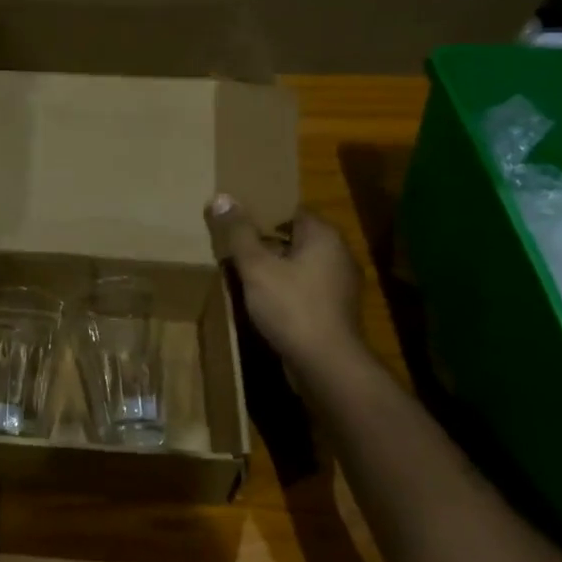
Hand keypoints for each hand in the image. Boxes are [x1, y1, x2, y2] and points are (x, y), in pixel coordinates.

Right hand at [205, 194, 366, 371]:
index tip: (235, 217)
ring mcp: (339, 284)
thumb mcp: (256, 267)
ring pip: (298, 264)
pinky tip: (260, 298)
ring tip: (240, 270)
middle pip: (294, 236)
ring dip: (273, 266)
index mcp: (324, 236)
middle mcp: (338, 254)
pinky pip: (303, 287)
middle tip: (231, 243)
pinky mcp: (334, 309)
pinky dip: (283, 288)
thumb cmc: (291, 307)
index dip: (262, 211)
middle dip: (264, 240)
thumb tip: (222, 197)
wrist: (326, 364)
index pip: (291, 209)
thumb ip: (239, 232)